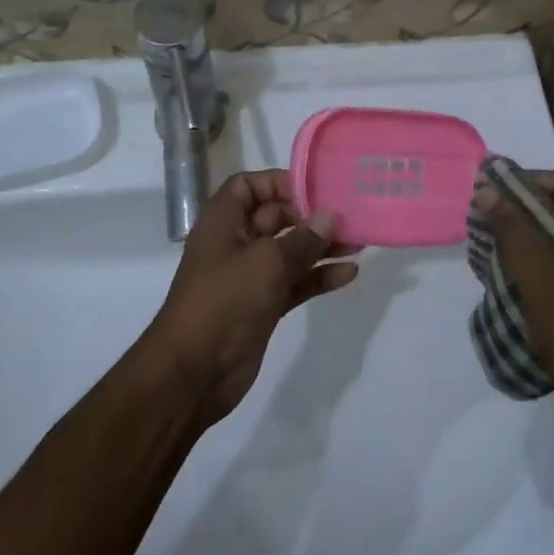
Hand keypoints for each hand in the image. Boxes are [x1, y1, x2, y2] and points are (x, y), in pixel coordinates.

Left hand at [142, 171, 360, 424]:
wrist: (194, 372)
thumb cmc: (225, 301)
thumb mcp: (267, 262)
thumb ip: (302, 238)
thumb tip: (330, 217)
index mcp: (223, 221)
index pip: (249, 186)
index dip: (279, 182)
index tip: (316, 188)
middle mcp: (235, 243)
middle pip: (275, 218)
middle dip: (310, 216)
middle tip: (349, 216)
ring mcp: (249, 277)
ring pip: (289, 252)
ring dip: (321, 248)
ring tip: (359, 242)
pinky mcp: (263, 306)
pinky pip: (294, 283)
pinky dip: (317, 277)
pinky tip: (349, 273)